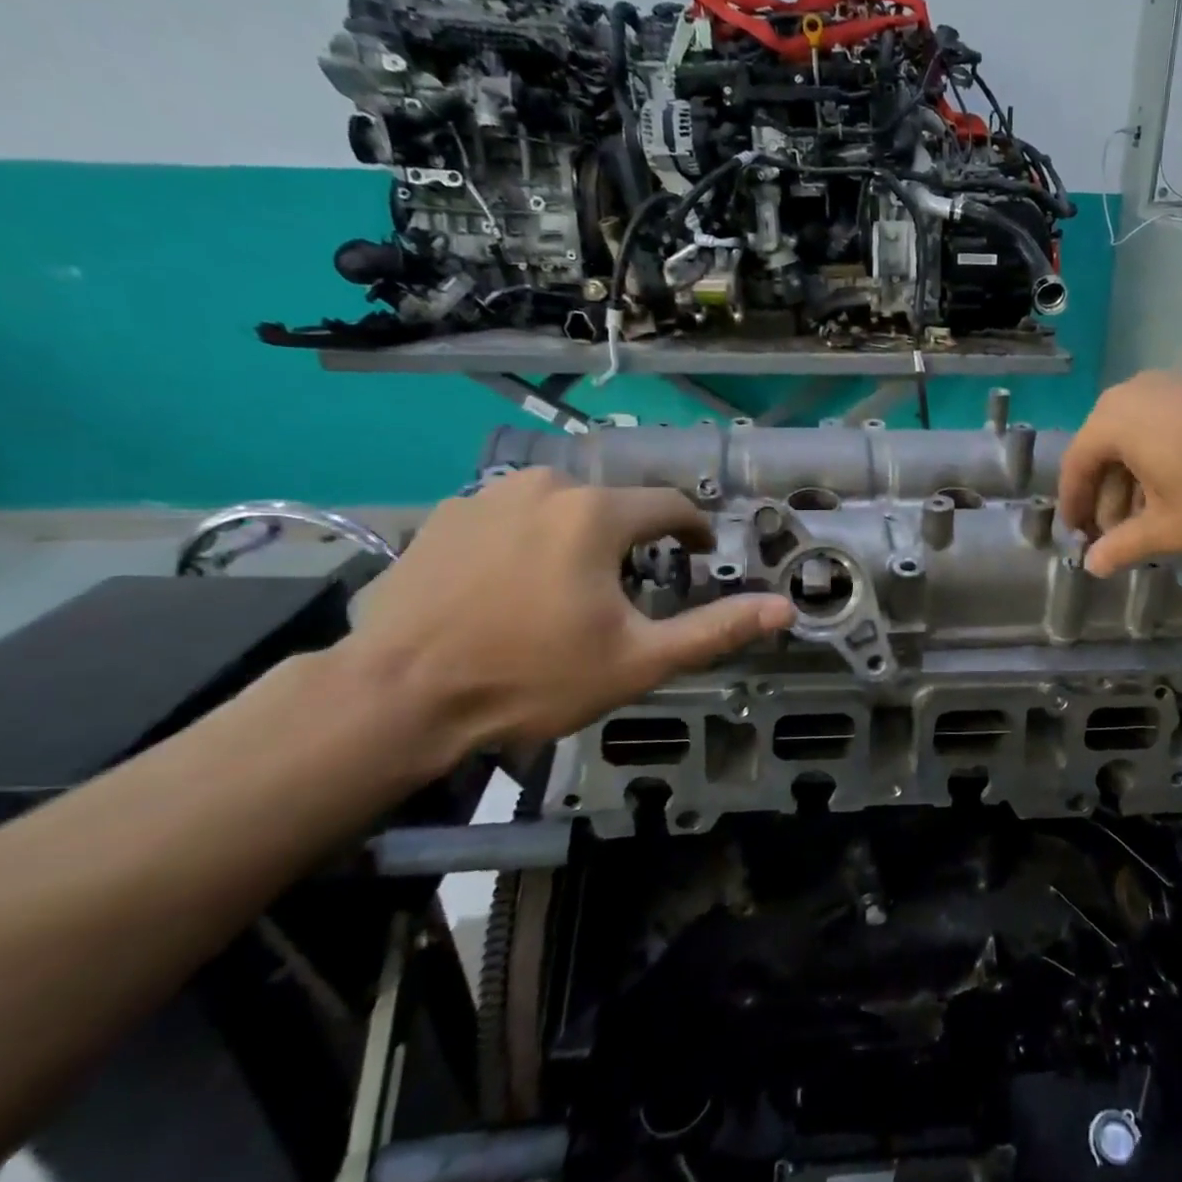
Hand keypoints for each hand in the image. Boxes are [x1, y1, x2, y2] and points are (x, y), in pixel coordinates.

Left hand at [345, 469, 793, 768]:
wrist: (396, 696)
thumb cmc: (531, 676)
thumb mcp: (638, 660)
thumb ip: (715, 629)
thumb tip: (785, 609)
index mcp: (596, 512)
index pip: (669, 506)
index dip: (692, 529)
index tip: (699, 551)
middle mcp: (545, 485)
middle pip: (612, 506)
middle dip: (630, 541)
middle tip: (627, 591)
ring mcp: (487, 495)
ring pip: (559, 507)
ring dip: (577, 538)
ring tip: (567, 590)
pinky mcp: (444, 516)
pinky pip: (508, 517)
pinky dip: (525, 542)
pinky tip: (510, 587)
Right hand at [1059, 373, 1181, 575]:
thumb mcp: (1174, 526)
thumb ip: (1124, 545)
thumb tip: (1091, 565)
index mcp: (1115, 420)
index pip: (1075, 465)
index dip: (1073, 506)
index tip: (1075, 538)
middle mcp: (1136, 394)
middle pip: (1104, 451)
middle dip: (1107, 499)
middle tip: (1115, 539)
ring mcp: (1175, 387)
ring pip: (1137, 441)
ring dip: (1135, 485)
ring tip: (1150, 525)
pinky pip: (1165, 429)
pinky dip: (1161, 464)